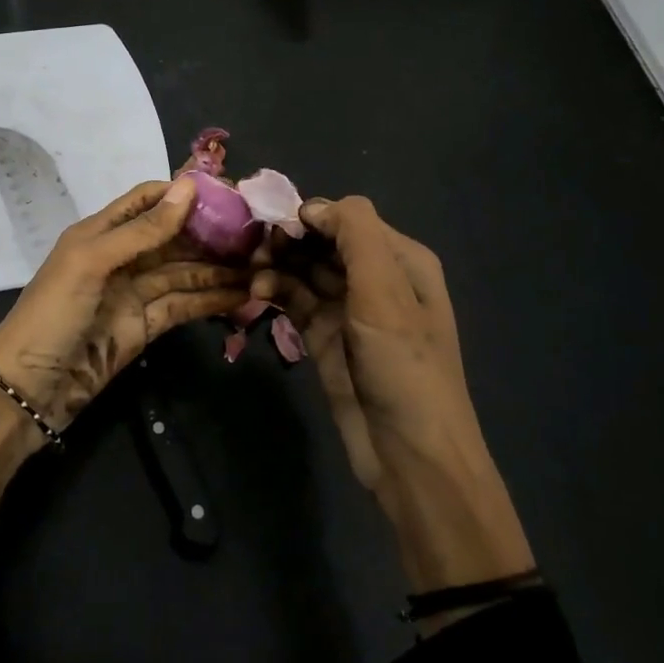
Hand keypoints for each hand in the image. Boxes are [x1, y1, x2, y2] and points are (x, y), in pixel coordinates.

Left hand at [0, 176, 249, 432]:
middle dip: (211, 232)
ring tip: (262, 264)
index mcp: (101, 232)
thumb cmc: (52, 314)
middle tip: (258, 232)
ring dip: (219, 268)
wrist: (27, 390)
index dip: (184, 194)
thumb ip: (142, 229)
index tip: (229, 192)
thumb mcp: (92, 262)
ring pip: (184, 272)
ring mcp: (134, 294)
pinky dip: (212, 299)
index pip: (148, 200)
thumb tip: (189, 187)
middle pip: (173, 236)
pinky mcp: (145, 327)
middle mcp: (121, 257)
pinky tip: (243, 295)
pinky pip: (184, 305)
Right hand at [254, 197, 533, 597]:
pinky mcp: (326, 337)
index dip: (308, 216)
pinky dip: (276, 292)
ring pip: (305, 271)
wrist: (410, 455)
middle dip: (288, 241)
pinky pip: (296, 301)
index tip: (269, 224)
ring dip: (277, 267)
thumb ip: (355, 235)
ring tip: (253, 277)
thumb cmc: (403, 366)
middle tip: (253, 251)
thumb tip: (312, 207)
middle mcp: (375, 278)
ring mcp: (349, 309)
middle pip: (322, 242)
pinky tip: (257, 294)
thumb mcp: (386, 292)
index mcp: (400, 259)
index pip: (347, 217)